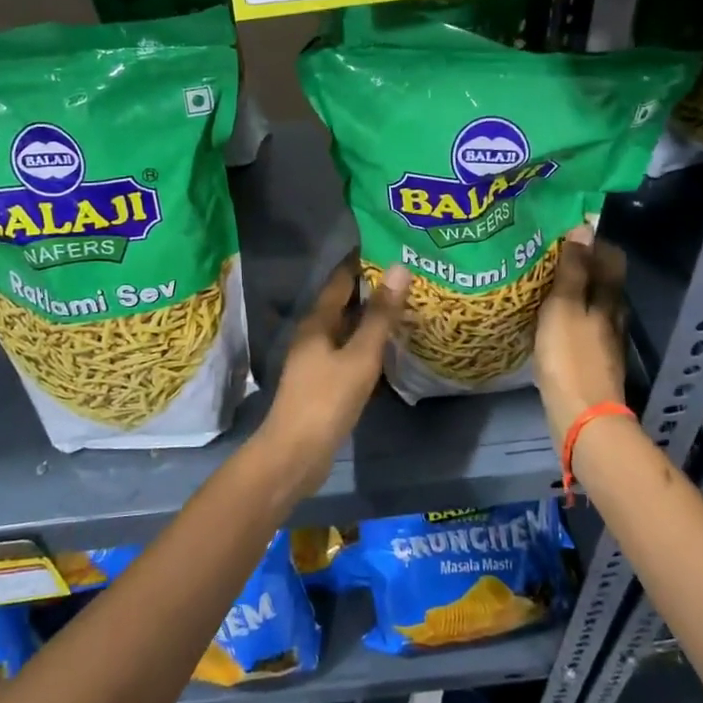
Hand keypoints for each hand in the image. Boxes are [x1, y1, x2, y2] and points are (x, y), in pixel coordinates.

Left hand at [256, 257, 409, 499]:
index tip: (390, 247)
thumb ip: (380, 316)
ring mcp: (316, 361)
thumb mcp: (359, 356)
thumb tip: (399, 268)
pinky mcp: (323, 383)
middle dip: (372, 289)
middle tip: (408, 276)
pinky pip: (349, 353)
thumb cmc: (326, 400)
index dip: (362, 262)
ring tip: (405, 307)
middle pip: (344, 303)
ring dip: (371, 318)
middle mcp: (313, 336)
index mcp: (317, 322)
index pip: (341, 280)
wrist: (295, 455)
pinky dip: (368, 345)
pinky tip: (389, 349)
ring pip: (347, 330)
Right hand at [534, 226, 628, 440]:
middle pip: (602, 281)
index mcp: (610, 298)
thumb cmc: (570, 356)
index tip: (563, 235)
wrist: (581, 416)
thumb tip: (584, 227)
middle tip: (545, 257)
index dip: (591, 243)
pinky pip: (581, 327)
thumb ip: (573, 269)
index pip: (611, 257)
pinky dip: (566, 317)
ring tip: (540, 286)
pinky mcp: (592, 361)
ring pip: (591, 305)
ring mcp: (605, 341)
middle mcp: (614, 315)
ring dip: (571, 293)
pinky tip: (545, 321)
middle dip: (579, 266)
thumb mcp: (564, 306)